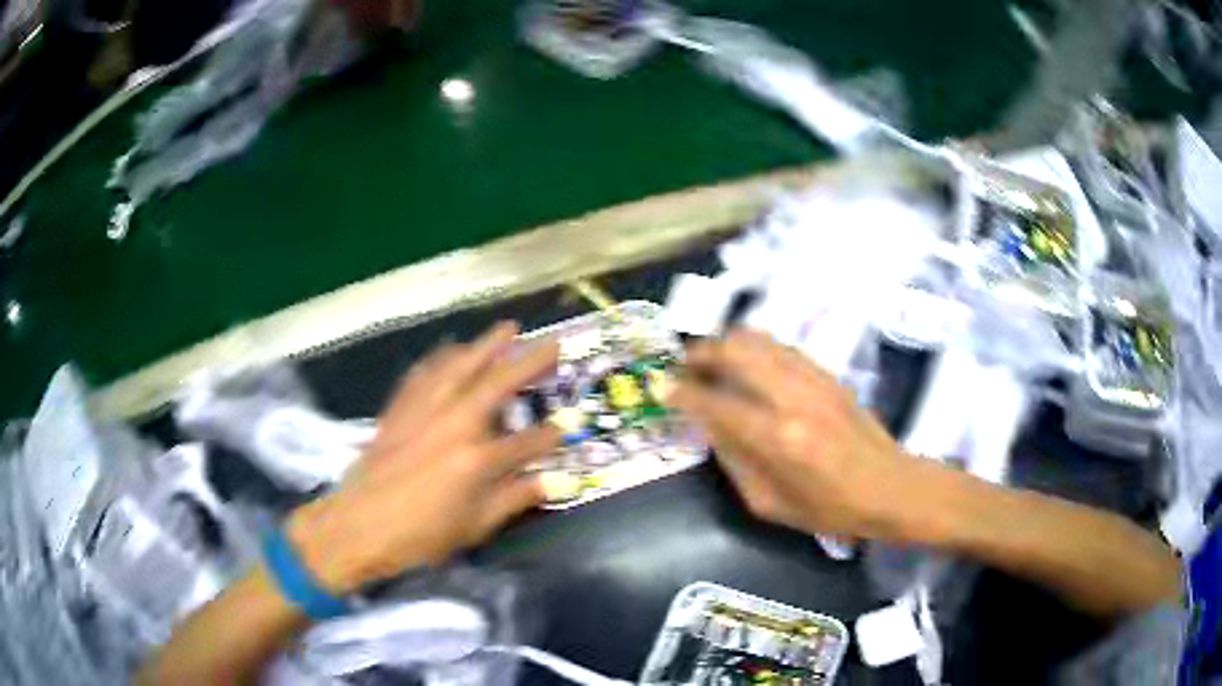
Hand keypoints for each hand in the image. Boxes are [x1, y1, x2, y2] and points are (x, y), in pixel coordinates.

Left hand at [288, 322, 559, 592]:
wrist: (359, 525)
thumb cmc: (421, 535)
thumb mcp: (475, 526)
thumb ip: (516, 499)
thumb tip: (554, 482)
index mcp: (478, 460)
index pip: (528, 441)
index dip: (552, 435)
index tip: (567, 426)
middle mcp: (454, 424)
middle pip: (499, 385)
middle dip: (530, 362)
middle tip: (554, 342)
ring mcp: (424, 411)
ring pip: (460, 366)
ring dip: (486, 346)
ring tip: (506, 330)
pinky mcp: (400, 408)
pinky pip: (423, 373)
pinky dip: (441, 359)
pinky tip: (450, 352)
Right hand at [668, 329, 929, 541]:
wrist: (891, 487)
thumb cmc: (830, 509)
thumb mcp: (770, 504)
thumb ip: (735, 462)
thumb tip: (711, 427)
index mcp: (777, 439)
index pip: (716, 404)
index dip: (683, 393)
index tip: (661, 388)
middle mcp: (793, 398)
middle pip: (737, 352)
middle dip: (702, 353)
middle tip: (684, 366)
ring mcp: (814, 380)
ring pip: (760, 340)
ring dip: (728, 344)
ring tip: (711, 360)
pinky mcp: (828, 374)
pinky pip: (782, 347)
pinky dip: (757, 347)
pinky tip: (748, 362)